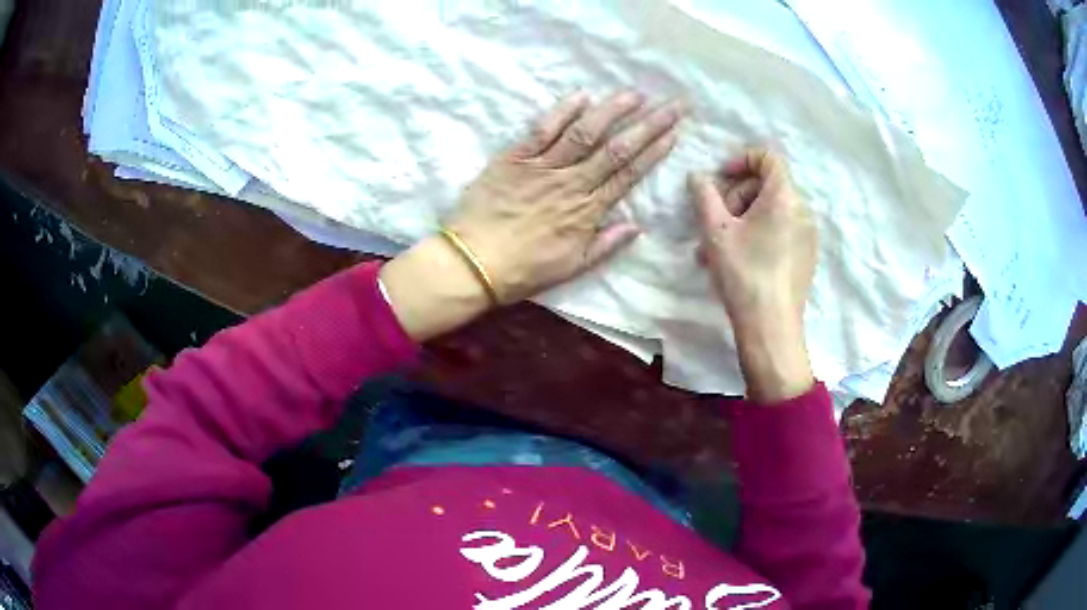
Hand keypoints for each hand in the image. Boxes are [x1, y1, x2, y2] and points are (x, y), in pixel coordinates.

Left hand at [382, 91, 682, 340]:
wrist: (473, 263)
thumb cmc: (524, 270)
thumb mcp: (572, 267)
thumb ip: (607, 245)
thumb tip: (638, 226)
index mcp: (588, 211)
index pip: (629, 174)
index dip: (654, 152)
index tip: (674, 132)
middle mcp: (572, 183)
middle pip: (617, 148)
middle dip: (649, 125)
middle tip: (672, 104)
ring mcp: (543, 168)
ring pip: (585, 133)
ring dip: (612, 111)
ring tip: (634, 94)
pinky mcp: (515, 158)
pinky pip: (542, 131)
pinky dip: (562, 112)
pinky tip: (582, 96)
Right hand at [689, 149, 817, 402]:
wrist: (771, 327)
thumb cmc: (744, 273)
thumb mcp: (715, 231)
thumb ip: (704, 196)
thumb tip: (697, 177)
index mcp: (784, 197)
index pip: (768, 158)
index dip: (741, 160)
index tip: (720, 178)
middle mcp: (803, 210)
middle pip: (767, 186)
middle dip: (736, 197)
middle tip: (712, 221)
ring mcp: (808, 235)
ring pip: (771, 212)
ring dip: (742, 220)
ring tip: (715, 248)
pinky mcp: (807, 256)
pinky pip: (781, 231)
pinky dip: (758, 234)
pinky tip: (737, 259)